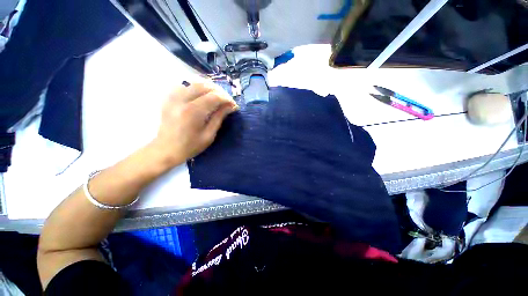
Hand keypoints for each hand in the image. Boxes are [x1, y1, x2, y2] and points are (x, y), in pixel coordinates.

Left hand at [151, 80, 237, 166]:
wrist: (166, 149)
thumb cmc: (190, 146)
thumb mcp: (209, 135)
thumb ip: (219, 118)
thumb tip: (231, 107)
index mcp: (193, 112)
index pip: (213, 97)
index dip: (226, 99)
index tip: (233, 105)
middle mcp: (181, 100)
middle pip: (204, 86)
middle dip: (219, 91)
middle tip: (226, 100)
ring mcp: (173, 97)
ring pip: (194, 83)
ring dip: (208, 88)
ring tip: (217, 97)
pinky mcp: (169, 98)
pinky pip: (185, 86)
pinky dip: (196, 88)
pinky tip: (202, 96)